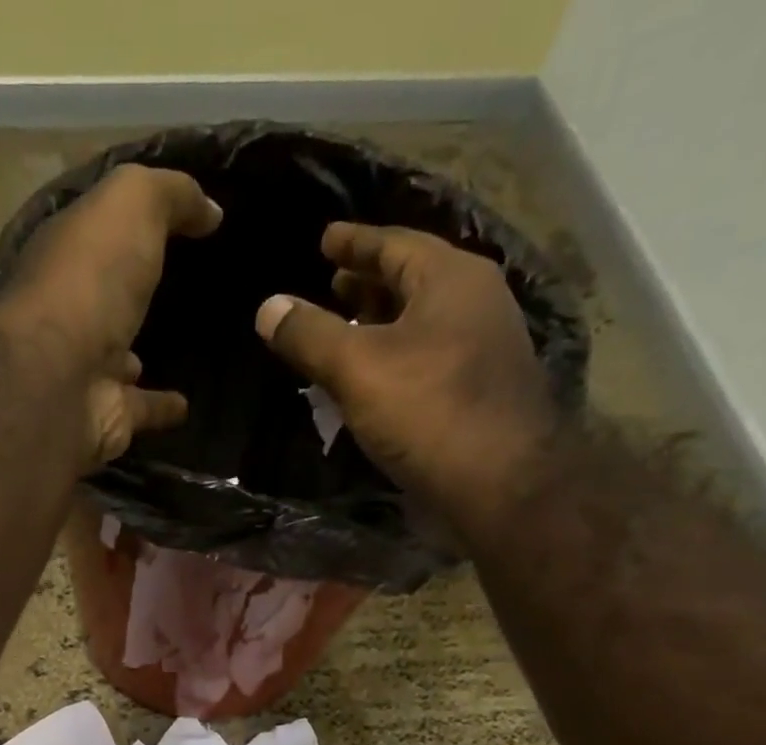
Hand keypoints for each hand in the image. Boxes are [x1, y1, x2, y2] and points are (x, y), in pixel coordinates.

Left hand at [0, 164, 222, 465]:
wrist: (60, 381)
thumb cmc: (89, 280)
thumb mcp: (131, 205)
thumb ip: (170, 195)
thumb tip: (211, 210)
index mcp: (66, 257)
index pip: (95, 233)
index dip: (125, 222)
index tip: (169, 218)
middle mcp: (69, 314)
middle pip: (103, 300)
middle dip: (127, 293)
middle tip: (172, 285)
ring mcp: (85, 370)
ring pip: (118, 359)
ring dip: (136, 355)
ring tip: (179, 347)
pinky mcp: (107, 416)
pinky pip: (141, 409)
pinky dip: (161, 408)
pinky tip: (186, 406)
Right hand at [255, 222, 556, 531]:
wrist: (497, 484)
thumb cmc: (428, 412)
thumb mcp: (357, 368)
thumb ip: (310, 335)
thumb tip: (268, 307)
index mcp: (451, 279)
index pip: (395, 243)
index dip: (355, 242)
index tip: (325, 239)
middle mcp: (475, 304)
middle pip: (413, 280)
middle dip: (370, 282)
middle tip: (332, 284)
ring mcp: (481, 350)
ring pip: (421, 322)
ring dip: (381, 323)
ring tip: (345, 330)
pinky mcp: (477, 393)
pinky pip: (426, 359)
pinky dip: (394, 358)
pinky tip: (370, 380)